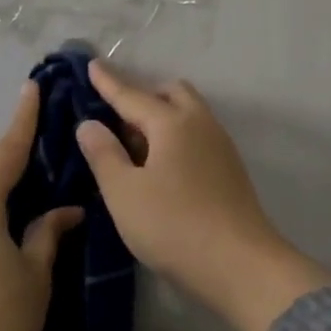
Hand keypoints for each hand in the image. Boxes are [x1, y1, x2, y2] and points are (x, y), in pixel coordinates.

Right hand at [75, 61, 330, 330]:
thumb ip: (103, 154)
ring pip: (188, 116)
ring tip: (133, 145)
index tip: (92, 65)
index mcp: (172, 123)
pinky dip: (175, 138)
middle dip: (142, 96)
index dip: (108, 82)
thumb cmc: (173, 226)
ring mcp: (221, 148)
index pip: (132, 95)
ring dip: (160, 118)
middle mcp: (201, 125)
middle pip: (171, 95)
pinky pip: (196, 138)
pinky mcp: (229, 172)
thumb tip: (90, 124)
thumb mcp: (124, 193)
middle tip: (115, 117)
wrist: (240, 266)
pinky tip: (160, 167)